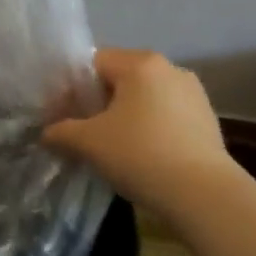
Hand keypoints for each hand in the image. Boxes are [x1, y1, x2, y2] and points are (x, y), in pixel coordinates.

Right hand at [44, 49, 244, 217]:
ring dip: (124, 116)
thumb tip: (47, 133)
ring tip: (112, 147)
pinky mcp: (207, 119)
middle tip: (83, 133)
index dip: (72, 88)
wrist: (201, 193)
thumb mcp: (87, 143)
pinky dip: (149, 129)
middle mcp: (170, 69)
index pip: (93, 63)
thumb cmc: (139, 154)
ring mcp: (194, 93)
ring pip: (144, 98)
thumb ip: (60, 131)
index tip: (62, 117)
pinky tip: (142, 156)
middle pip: (120, 78)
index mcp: (140, 64)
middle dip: (98, 103)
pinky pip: (166, 115)